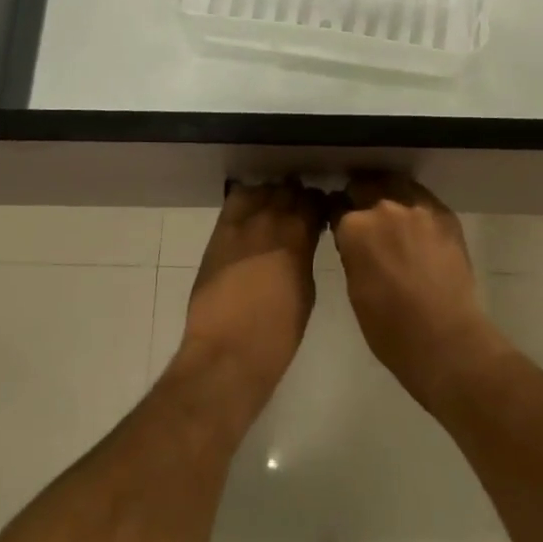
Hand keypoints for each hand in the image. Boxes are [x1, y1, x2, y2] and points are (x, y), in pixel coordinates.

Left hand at [178, 179, 327, 413]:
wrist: (227, 351)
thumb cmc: (277, 333)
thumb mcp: (306, 291)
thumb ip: (305, 255)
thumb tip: (304, 241)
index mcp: (298, 236)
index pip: (314, 202)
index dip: (320, 205)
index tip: (322, 213)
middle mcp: (270, 219)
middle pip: (288, 191)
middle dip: (298, 198)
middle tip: (300, 212)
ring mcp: (241, 223)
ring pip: (262, 190)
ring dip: (272, 197)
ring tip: (275, 211)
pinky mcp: (219, 232)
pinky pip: (235, 201)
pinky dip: (247, 201)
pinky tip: (251, 215)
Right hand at [331, 174, 504, 410]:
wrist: (445, 340)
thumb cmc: (389, 328)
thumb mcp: (354, 288)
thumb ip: (352, 252)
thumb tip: (354, 240)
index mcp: (354, 227)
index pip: (337, 207)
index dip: (337, 215)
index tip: (339, 222)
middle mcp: (383, 208)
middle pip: (365, 186)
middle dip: (361, 199)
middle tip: (366, 219)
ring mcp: (417, 208)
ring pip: (396, 186)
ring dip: (389, 197)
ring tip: (394, 218)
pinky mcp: (444, 215)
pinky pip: (423, 200)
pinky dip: (416, 208)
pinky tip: (418, 227)